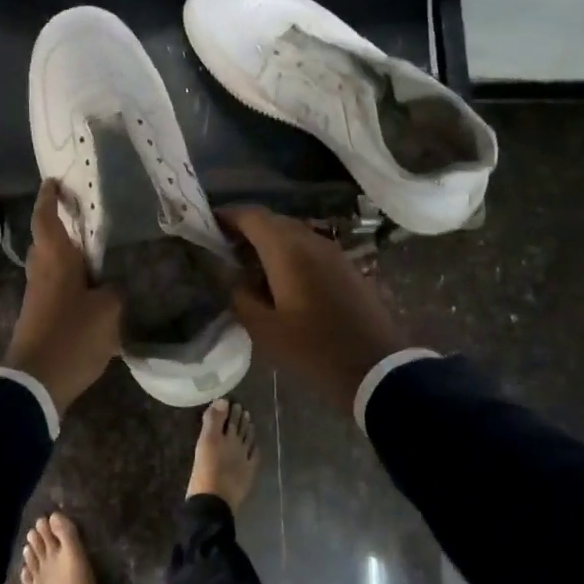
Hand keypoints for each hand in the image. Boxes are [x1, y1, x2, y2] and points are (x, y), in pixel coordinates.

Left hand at [3, 181, 123, 413]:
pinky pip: (55, 289)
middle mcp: (41, 272)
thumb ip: (115, 292)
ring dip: (68, 257)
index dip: (49, 198)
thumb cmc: (72, 336)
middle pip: (46, 241)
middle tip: (87, 219)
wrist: (35, 383)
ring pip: (50, 266)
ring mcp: (37, 297)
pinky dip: (71, 283)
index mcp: (55, 260)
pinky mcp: (39, 318)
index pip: (46, 218)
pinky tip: (94, 292)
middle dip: (61, 227)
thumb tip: (113, 286)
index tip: (54, 181)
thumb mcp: (108, 311)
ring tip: (98, 255)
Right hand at [218, 205, 411, 409]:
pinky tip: (280, 278)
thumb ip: (241, 296)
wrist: (376, 367)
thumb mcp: (264, 329)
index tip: (208, 224)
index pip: (252, 216)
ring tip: (249, 264)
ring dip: (269, 242)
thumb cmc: (314, 349)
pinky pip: (310, 248)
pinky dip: (289, 253)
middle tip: (224, 248)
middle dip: (247, 229)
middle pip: (273, 221)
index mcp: (287, 250)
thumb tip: (233, 278)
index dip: (228, 216)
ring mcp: (333, 252)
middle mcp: (311, 240)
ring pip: (294, 233)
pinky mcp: (346, 267)